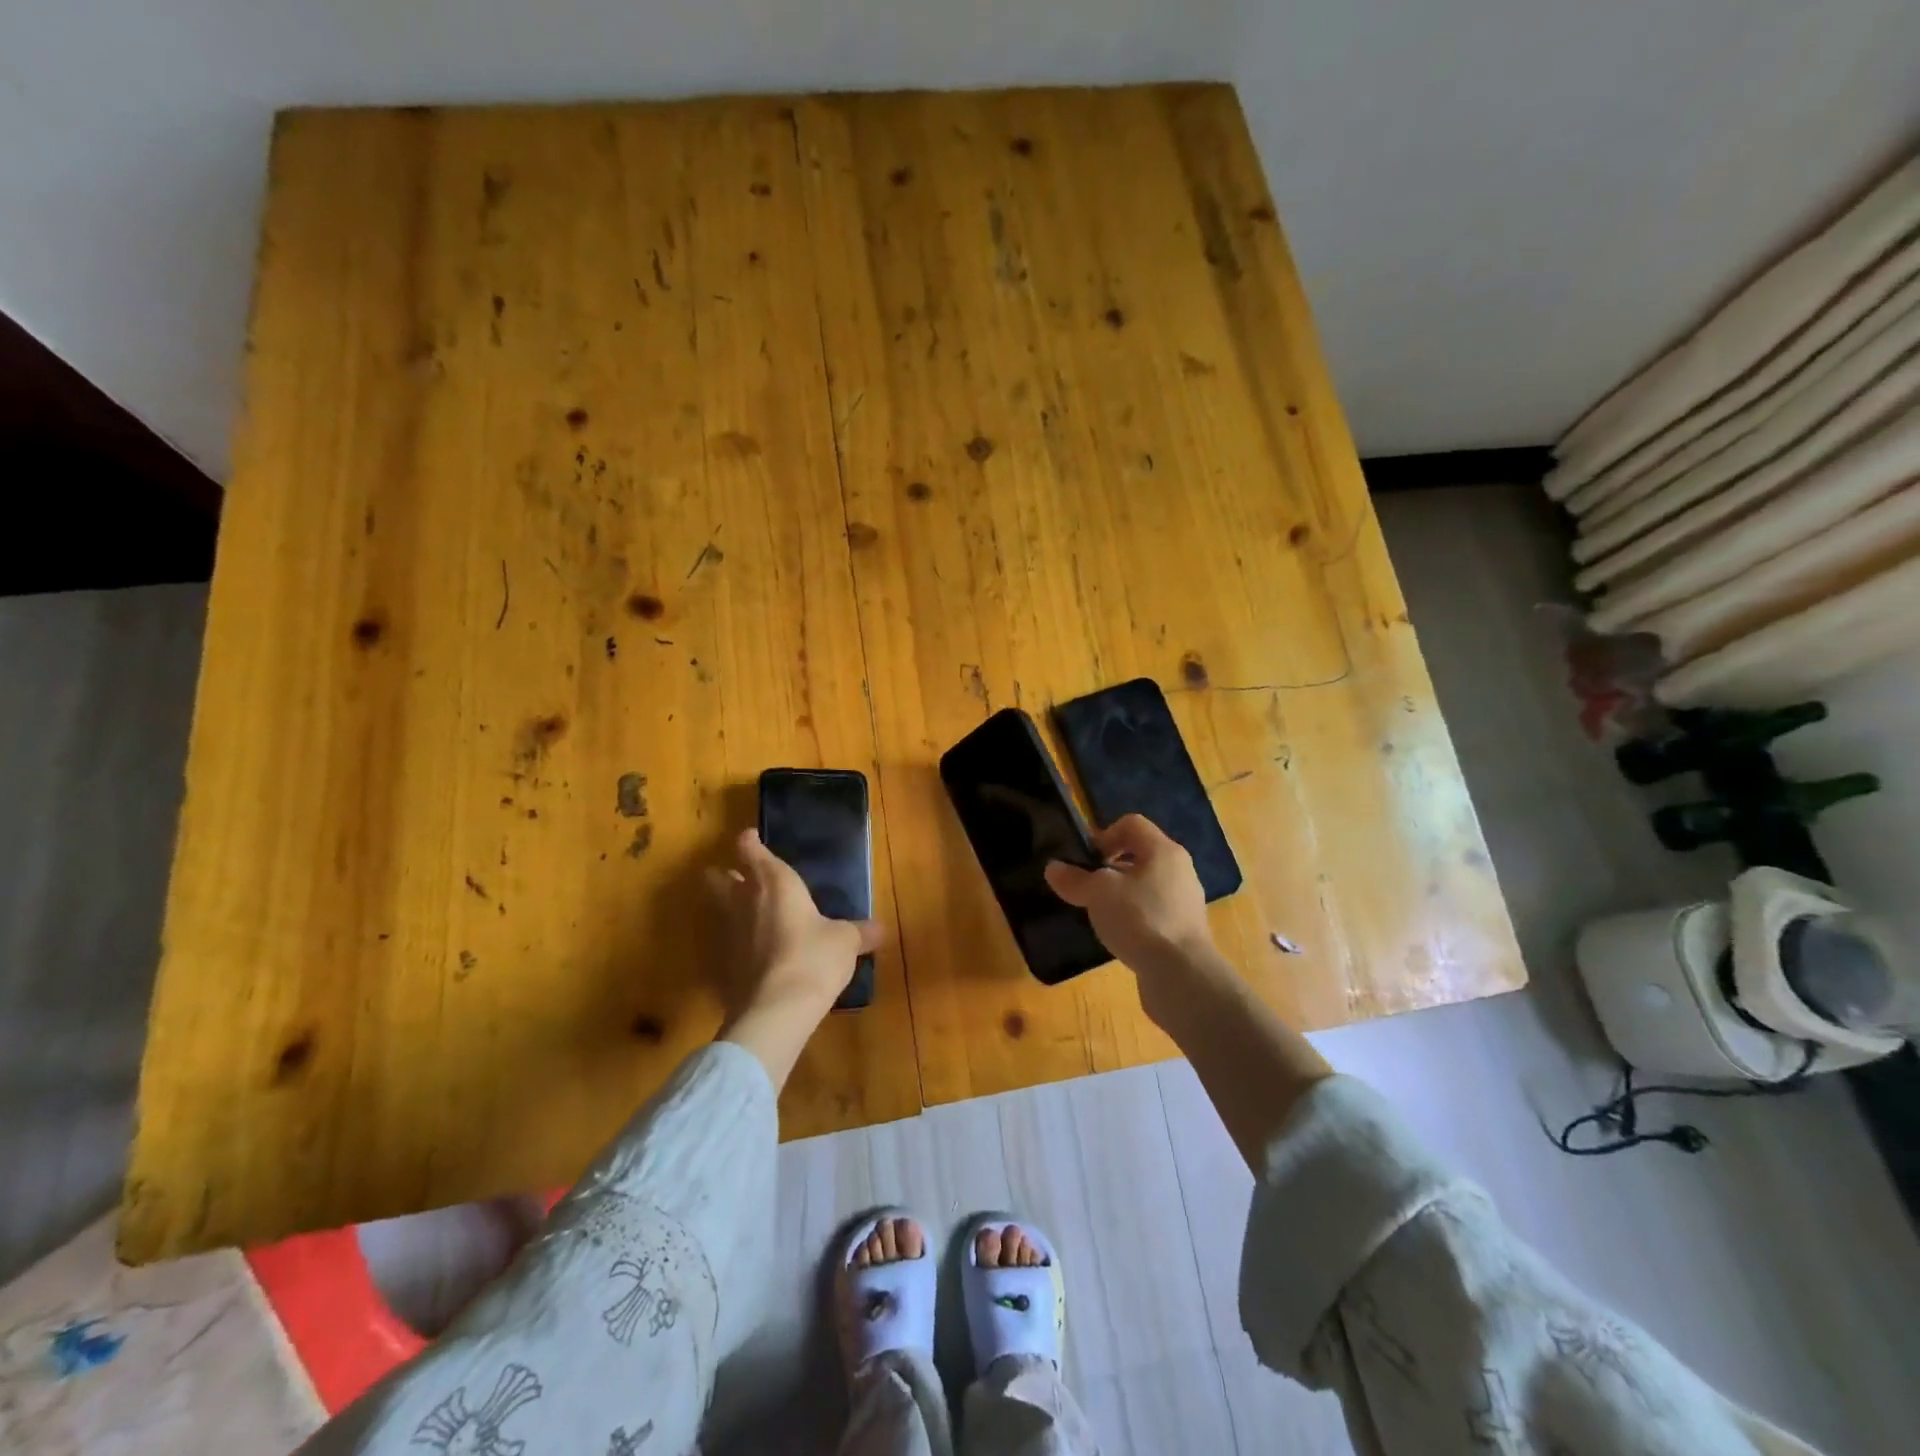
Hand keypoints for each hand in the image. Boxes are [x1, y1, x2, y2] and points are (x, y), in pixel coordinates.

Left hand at [705, 828, 880, 1022]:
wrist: (776, 1011)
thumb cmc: (814, 957)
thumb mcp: (846, 942)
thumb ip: (860, 932)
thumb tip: (880, 929)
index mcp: (775, 882)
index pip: (750, 849)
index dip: (749, 842)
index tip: (752, 839)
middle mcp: (745, 901)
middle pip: (717, 877)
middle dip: (726, 873)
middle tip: (742, 876)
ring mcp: (728, 933)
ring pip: (719, 909)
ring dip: (731, 908)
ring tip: (754, 915)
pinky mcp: (722, 965)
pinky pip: (727, 943)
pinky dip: (738, 943)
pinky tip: (757, 954)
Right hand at [1043, 815, 1213, 983]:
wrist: (1181, 975)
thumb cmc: (1140, 919)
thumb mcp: (1098, 894)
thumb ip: (1074, 879)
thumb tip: (1053, 868)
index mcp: (1163, 850)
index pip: (1131, 824)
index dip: (1104, 834)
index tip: (1086, 860)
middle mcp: (1180, 870)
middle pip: (1140, 854)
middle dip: (1110, 867)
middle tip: (1089, 887)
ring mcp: (1186, 901)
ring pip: (1147, 885)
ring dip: (1121, 894)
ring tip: (1101, 913)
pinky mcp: (1185, 930)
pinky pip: (1154, 912)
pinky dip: (1135, 917)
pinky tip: (1120, 936)